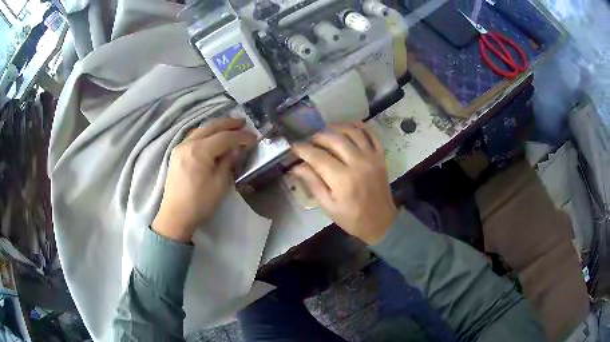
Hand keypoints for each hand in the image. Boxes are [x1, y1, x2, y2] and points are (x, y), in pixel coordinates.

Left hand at [152, 117, 256, 242]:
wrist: (176, 216)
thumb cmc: (200, 203)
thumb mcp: (219, 184)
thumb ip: (228, 162)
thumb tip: (237, 149)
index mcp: (199, 151)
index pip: (224, 137)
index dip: (240, 136)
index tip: (254, 137)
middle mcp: (188, 144)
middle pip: (211, 127)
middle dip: (228, 123)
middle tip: (243, 123)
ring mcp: (180, 148)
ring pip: (201, 130)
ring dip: (216, 126)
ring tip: (230, 127)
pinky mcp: (177, 154)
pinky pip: (193, 136)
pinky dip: (206, 133)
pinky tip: (212, 136)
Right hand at [292, 123, 396, 244]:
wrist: (380, 222)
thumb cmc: (351, 218)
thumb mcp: (328, 205)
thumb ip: (313, 183)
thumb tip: (296, 166)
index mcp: (342, 179)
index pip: (317, 156)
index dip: (303, 149)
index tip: (294, 147)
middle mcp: (358, 163)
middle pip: (334, 139)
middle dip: (318, 136)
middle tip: (311, 142)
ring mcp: (371, 157)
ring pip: (352, 131)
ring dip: (336, 127)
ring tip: (326, 132)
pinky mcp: (380, 156)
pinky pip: (370, 134)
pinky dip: (358, 127)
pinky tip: (347, 128)